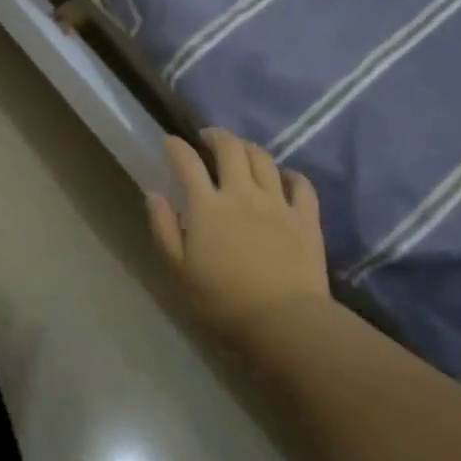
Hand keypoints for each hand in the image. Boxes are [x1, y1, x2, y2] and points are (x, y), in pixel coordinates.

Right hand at [148, 129, 331, 345]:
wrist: (284, 324)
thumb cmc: (223, 302)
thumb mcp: (179, 271)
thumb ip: (164, 229)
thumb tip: (154, 195)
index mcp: (207, 206)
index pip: (187, 162)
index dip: (176, 146)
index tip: (169, 141)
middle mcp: (242, 193)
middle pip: (230, 148)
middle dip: (216, 136)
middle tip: (207, 139)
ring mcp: (277, 202)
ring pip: (263, 158)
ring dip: (248, 148)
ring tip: (241, 152)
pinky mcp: (305, 218)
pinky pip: (301, 184)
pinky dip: (290, 174)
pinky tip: (283, 177)